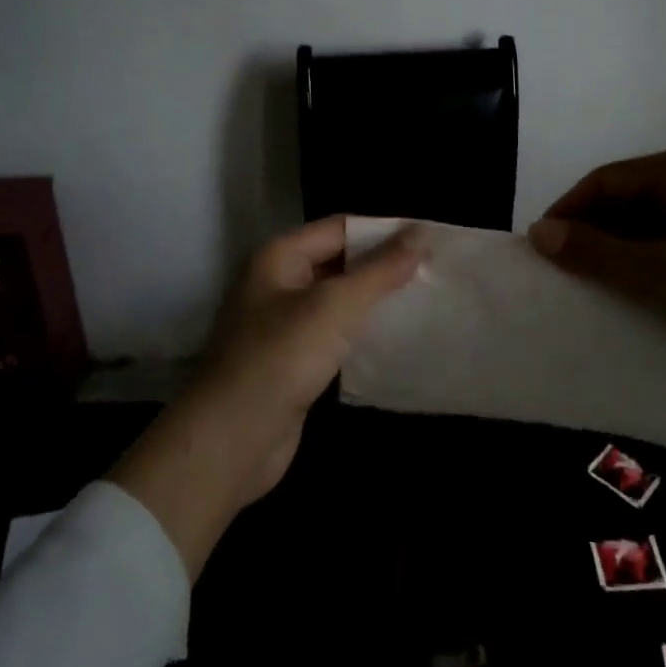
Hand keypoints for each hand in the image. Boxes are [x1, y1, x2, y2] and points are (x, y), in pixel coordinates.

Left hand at [109, 217, 425, 577]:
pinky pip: (331, 334)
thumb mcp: (337, 305)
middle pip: (338, 261)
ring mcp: (281, 324)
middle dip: (381, 266)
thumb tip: (421, 232)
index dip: (384, 231)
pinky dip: (359, 332)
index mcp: (280, 256)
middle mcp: (277, 283)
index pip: (341, 228)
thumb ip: (381, 269)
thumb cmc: (283, 357)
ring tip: (422, 301)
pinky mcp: (290, 361)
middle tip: (432, 271)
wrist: (233, 438)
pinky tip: (391, 339)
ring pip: (336, 300)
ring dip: (372, 300)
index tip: (429, 240)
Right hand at [526, 143, 665, 379]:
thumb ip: (599, 254)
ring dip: (622, 257)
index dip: (567, 215)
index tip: (541, 256)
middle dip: (593, 239)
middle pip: (626, 201)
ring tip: (599, 296)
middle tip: (567, 283)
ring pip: (651, 226)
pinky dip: (652, 268)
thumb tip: (538, 233)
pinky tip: (644, 300)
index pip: (603, 181)